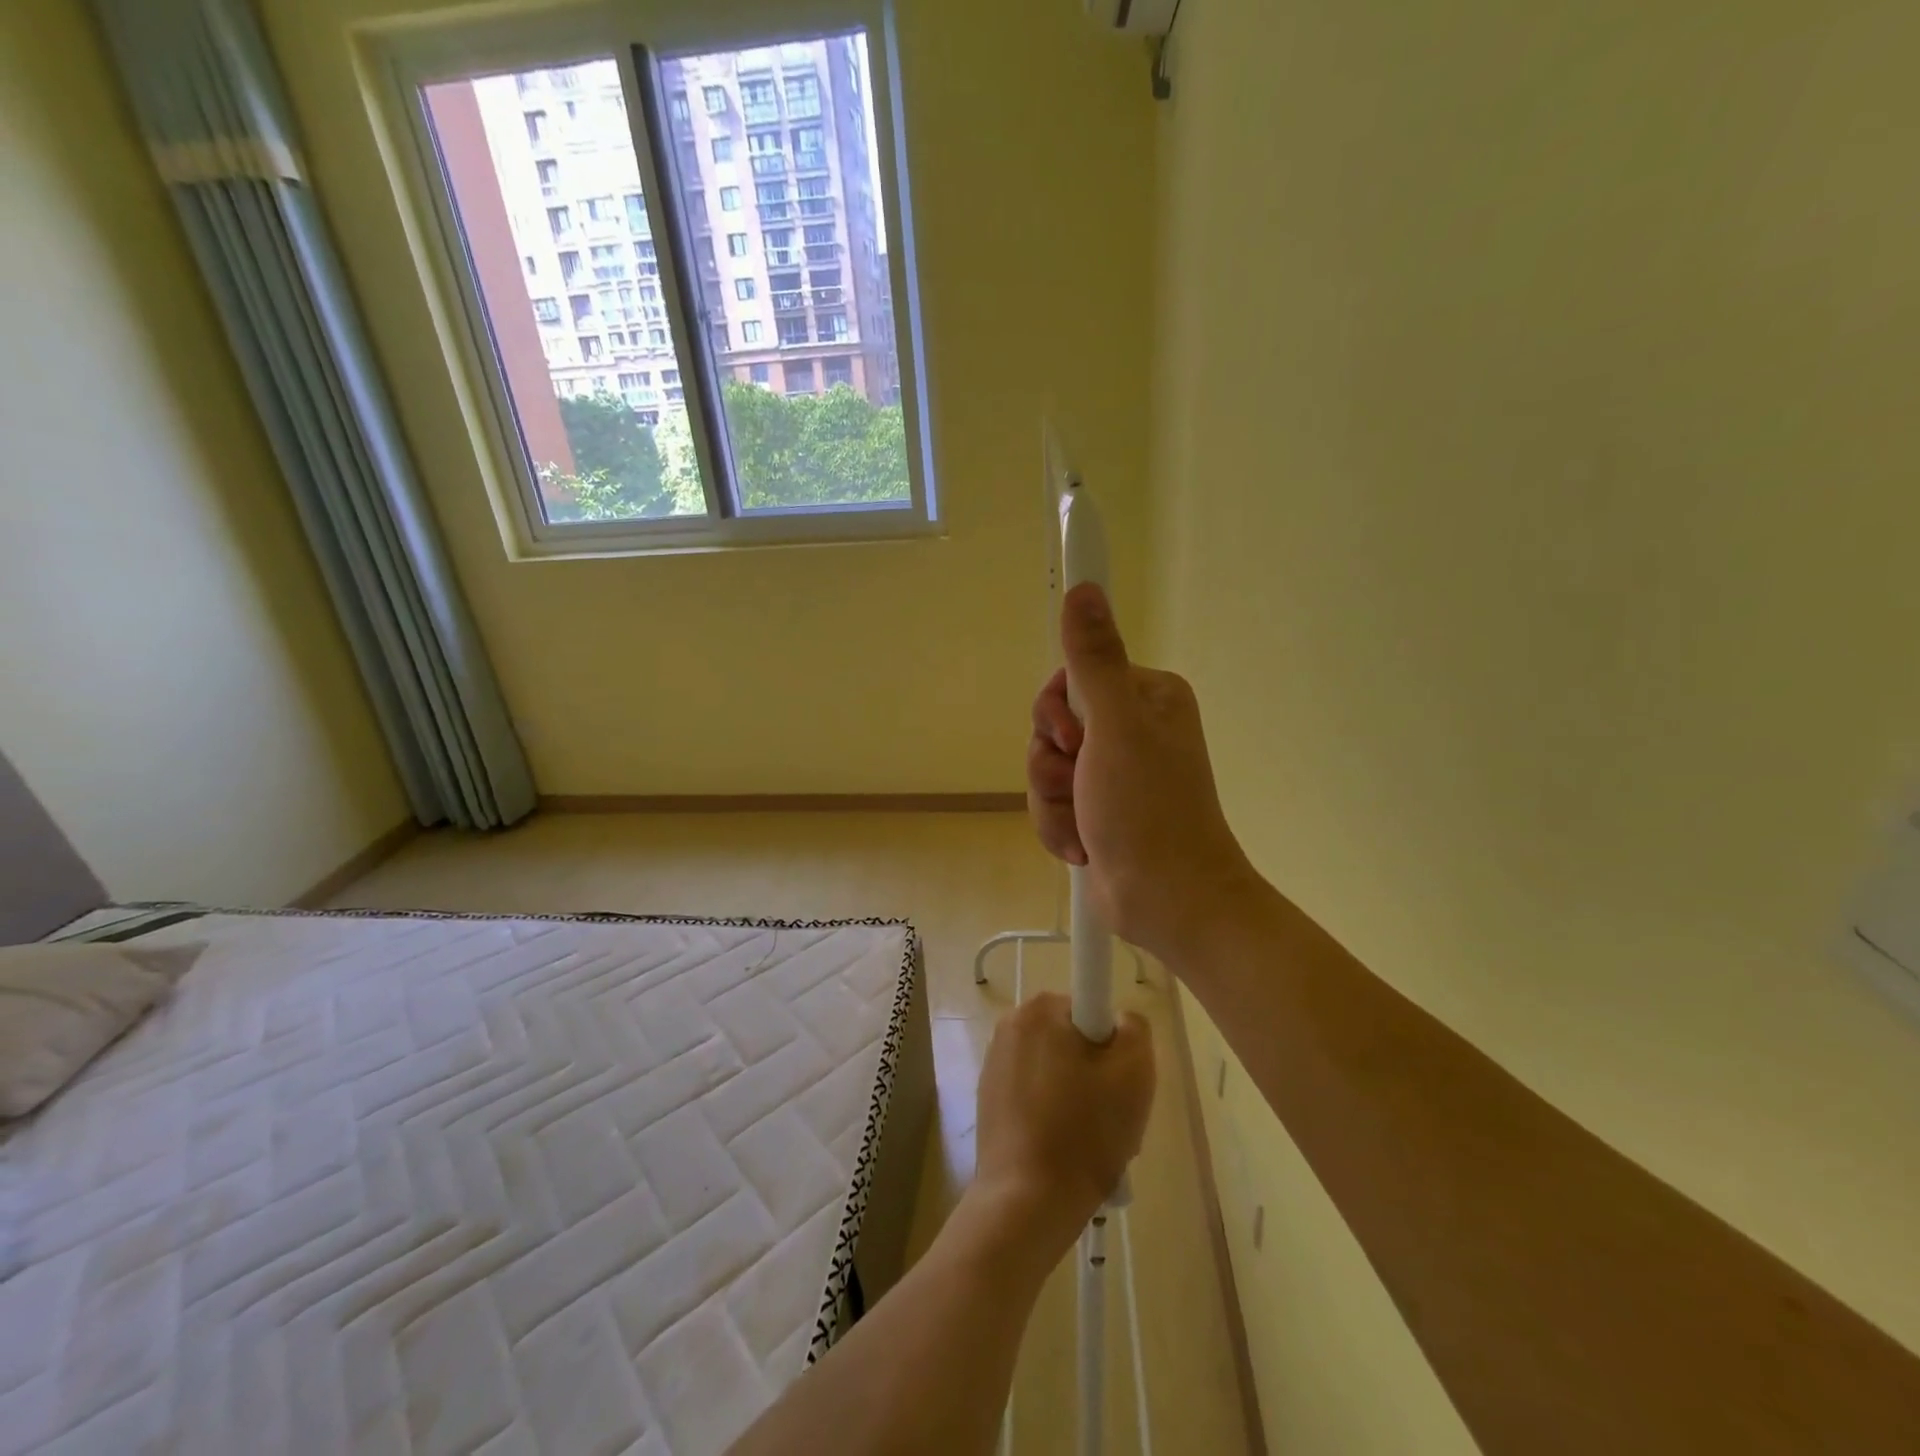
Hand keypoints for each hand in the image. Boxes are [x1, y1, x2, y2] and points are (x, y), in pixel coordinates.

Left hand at [968, 992, 1154, 1265]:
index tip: (1116, 1080)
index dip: (1113, 1043)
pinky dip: (1056, 1114)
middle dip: (1098, 1072)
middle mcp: (1011, 1025)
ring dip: (1080, 1096)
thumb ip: (1135, 1028)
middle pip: (1075, 1039)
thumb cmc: (1084, 1131)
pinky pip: (1038, 1094)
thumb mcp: (1134, 1072)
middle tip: (1113, 1115)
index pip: (1092, 1007)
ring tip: (1092, 1140)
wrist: (1026, 1202)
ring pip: (1058, 1069)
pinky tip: (1067, 1150)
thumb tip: (1119, 1021)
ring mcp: (995, 1063)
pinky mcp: (989, 1098)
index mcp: (1039, 1009)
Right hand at [1026, 583, 1258, 965]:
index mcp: (1144, 697)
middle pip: (1052, 724)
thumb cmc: (1147, 809)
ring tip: (1084, 825)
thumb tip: (1084, 588)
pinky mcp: (1097, 808)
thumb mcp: (1116, 726)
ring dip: (1052, 801)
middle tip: (1078, 783)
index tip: (1074, 737)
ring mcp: (1112, 772)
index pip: (1072, 676)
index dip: (1058, 710)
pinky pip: (1051, 802)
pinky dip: (1059, 826)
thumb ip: (1093, 659)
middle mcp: (1130, 728)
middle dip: (1052, 763)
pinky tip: (1083, 846)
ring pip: (1045, 767)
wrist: (1168, 901)